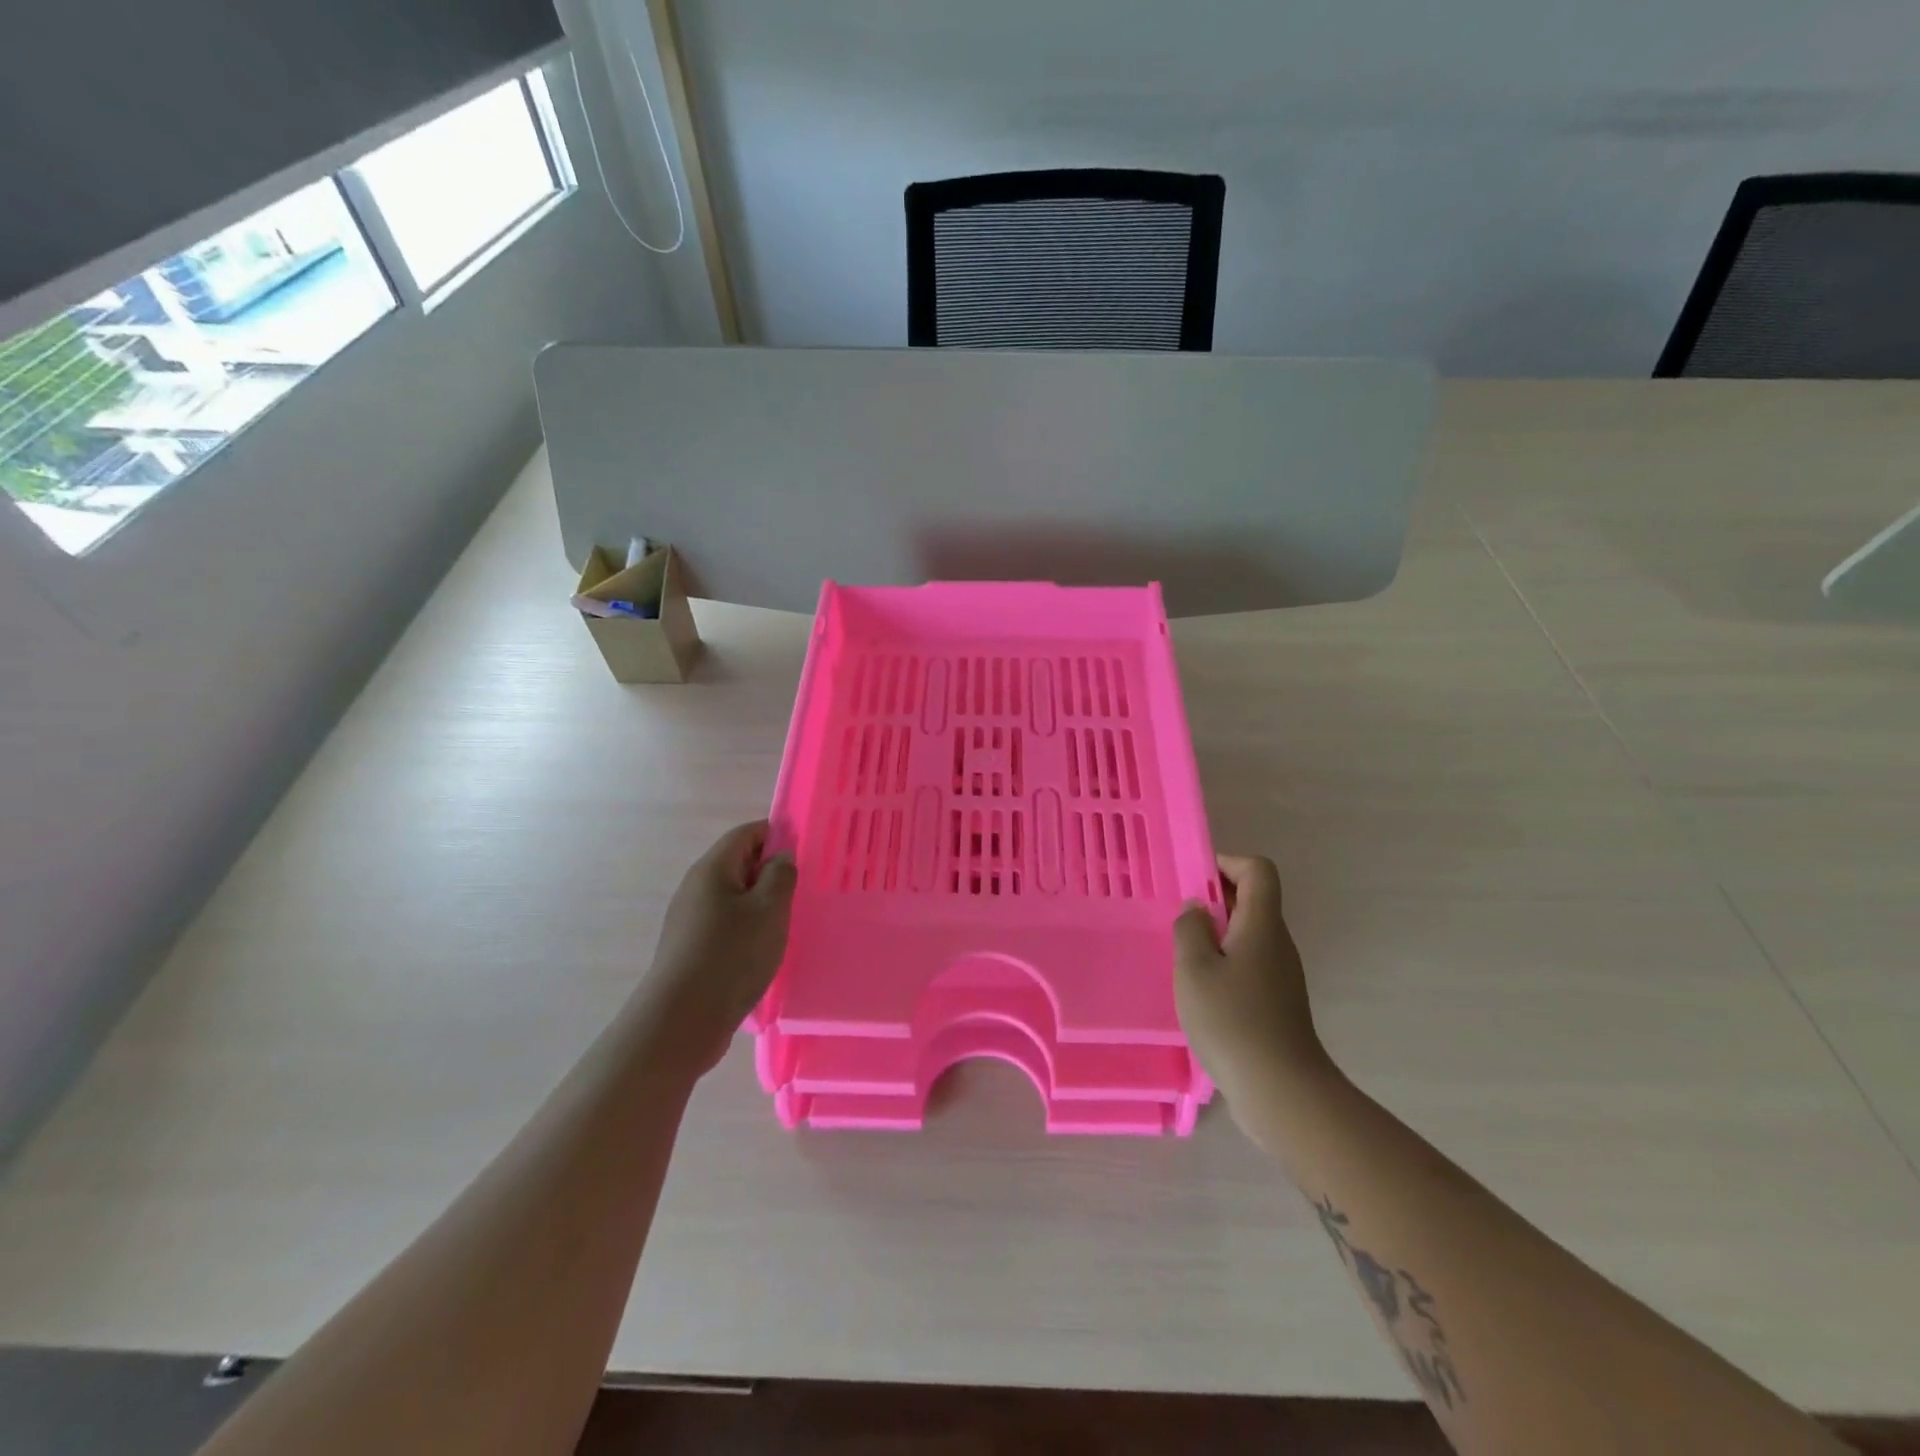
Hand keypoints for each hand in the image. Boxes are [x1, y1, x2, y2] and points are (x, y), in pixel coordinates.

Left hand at [640, 821, 795, 1078]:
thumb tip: (781, 856)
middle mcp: (696, 887)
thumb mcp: (769, 910)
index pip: (747, 833)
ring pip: (733, 897)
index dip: (777, 834)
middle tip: (803, 889)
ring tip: (788, 921)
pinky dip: (748, 927)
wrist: (681, 1021)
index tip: (806, 851)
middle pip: (738, 864)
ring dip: (761, 903)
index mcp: (712, 869)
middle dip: (771, 871)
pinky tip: (764, 949)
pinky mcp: (691, 948)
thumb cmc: (731, 955)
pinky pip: (725, 924)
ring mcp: (690, 919)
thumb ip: (780, 876)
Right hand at [1173, 855, 1329, 1131]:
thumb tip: (1197, 908)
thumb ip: (1190, 929)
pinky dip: (1225, 961)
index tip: (1193, 879)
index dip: (1227, 863)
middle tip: (1178, 916)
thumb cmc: (1232, 1021)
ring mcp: (1281, 975)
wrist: (1282, 1092)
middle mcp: (1277, 943)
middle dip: (1215, 898)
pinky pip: (1249, 963)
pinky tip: (1201, 989)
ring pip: (1250, 934)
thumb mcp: (1194, 968)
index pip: (1258, 870)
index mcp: (1262, 925)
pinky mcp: (1277, 1003)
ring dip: (1217, 932)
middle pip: (1254, 900)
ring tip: (1183, 953)